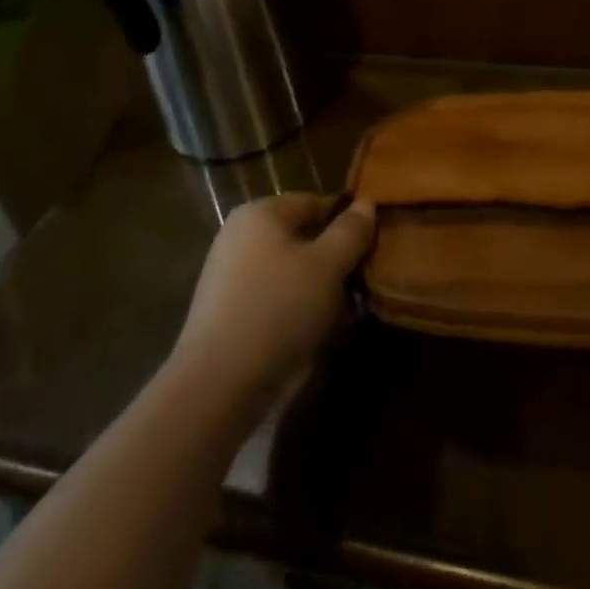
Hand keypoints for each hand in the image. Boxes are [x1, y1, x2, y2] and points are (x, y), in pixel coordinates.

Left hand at [169, 193, 375, 409]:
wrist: (217, 385)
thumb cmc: (278, 309)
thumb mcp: (328, 265)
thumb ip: (351, 231)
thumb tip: (366, 203)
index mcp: (261, 212)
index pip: (316, 203)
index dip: (348, 223)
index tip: (372, 250)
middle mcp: (240, 235)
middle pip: (302, 238)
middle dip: (334, 261)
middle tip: (360, 286)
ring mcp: (229, 274)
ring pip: (290, 271)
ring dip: (318, 289)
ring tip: (342, 316)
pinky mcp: (226, 312)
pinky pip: (273, 298)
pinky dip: (295, 310)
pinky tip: (314, 334)